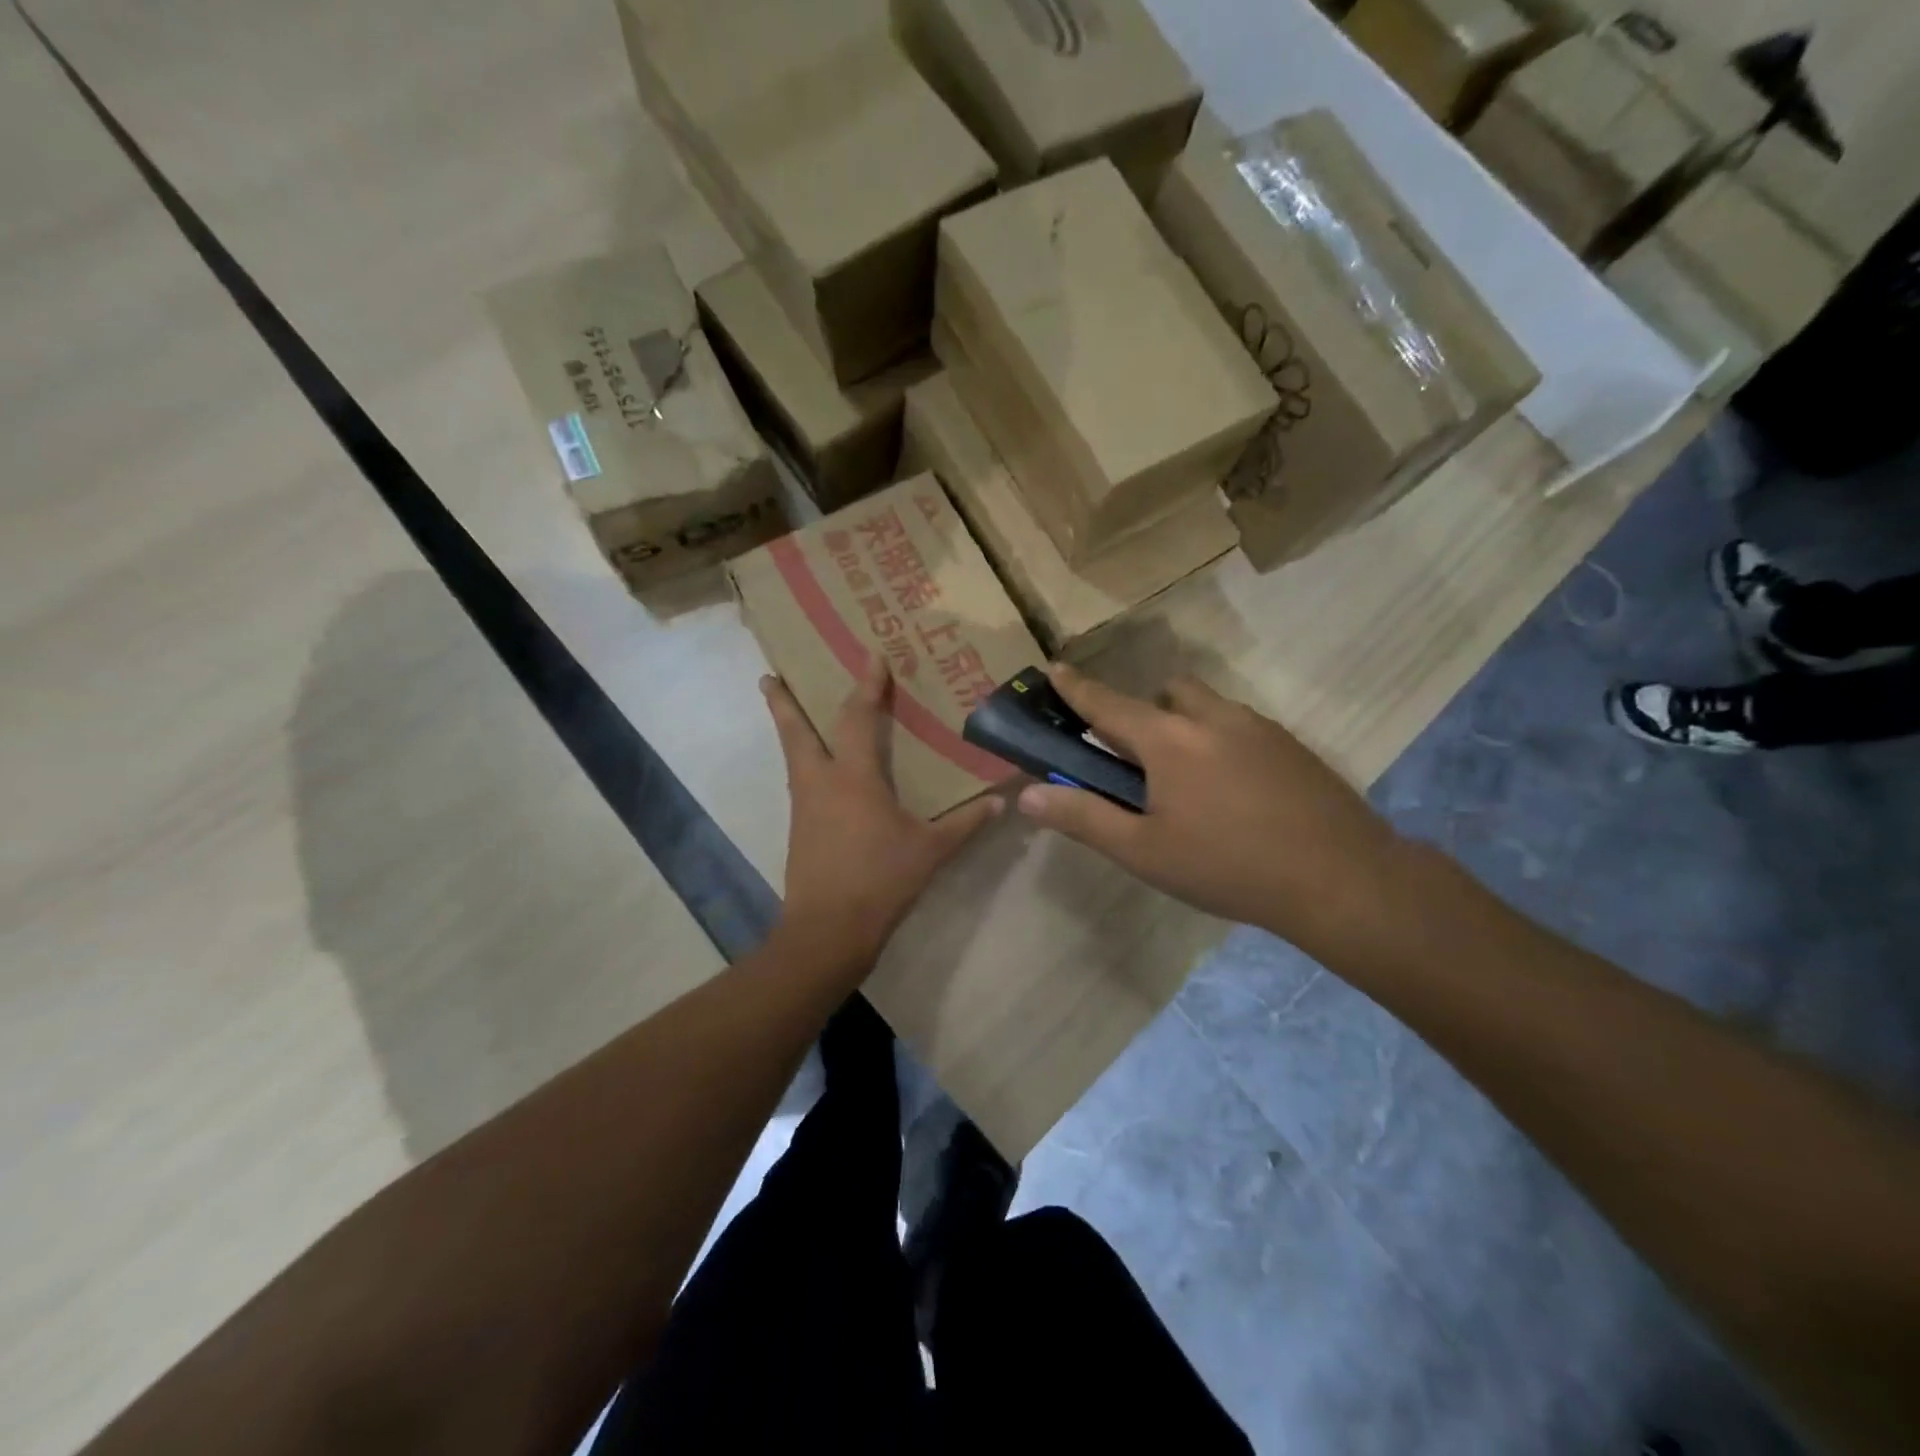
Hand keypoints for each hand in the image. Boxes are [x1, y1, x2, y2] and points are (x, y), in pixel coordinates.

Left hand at [764, 656, 1002, 964]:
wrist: (827, 931)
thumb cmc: (880, 880)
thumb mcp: (931, 851)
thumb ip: (966, 823)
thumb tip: (1001, 802)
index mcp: (854, 778)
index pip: (857, 718)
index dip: (866, 685)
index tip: (870, 655)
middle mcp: (821, 782)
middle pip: (795, 731)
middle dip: (783, 701)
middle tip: (769, 675)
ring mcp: (804, 806)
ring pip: (792, 756)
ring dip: (789, 729)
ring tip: (788, 712)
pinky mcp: (799, 830)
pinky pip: (800, 782)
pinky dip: (803, 763)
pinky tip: (818, 773)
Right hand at [1016, 664, 1410, 960]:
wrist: (1342, 878)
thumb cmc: (1228, 866)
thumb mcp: (1144, 851)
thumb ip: (1083, 817)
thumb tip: (1028, 795)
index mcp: (1168, 740)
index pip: (1107, 703)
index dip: (1076, 687)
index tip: (1054, 668)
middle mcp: (1211, 717)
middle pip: (1165, 693)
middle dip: (1143, 712)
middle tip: (1138, 761)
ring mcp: (1258, 727)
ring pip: (1207, 706)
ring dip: (1185, 725)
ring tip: (1189, 782)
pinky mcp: (1291, 745)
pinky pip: (1240, 727)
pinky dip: (1221, 742)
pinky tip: (1235, 794)